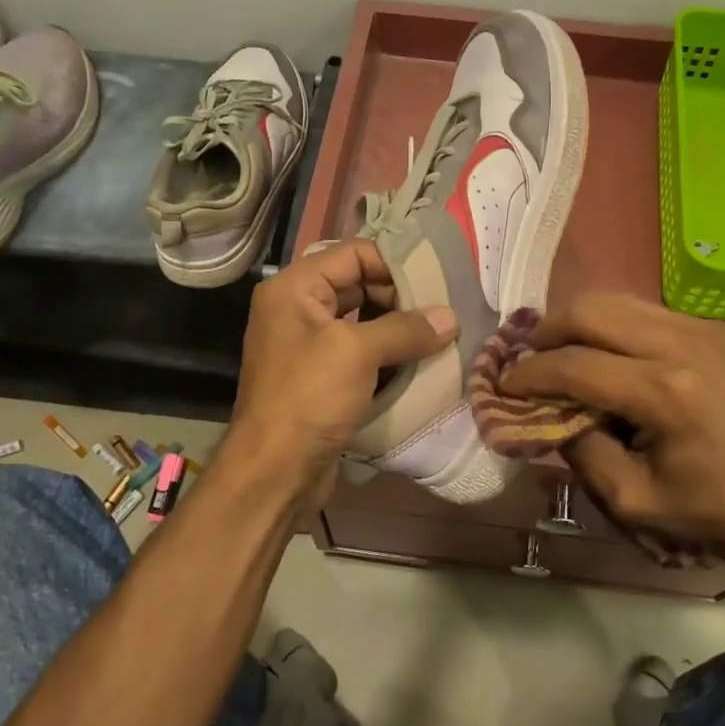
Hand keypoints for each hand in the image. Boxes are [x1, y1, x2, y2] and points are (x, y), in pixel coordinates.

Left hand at [227, 241, 456, 501]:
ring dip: (399, 330)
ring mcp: (309, 347)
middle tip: (443, 313)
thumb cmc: (309, 397)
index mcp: (295, 289)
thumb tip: (450, 318)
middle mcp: (299, 310)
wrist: (274, 471)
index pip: (353, 254)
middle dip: (402, 299)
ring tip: (440, 336)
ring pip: (364, 323)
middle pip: (359, 286)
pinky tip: (421, 364)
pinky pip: (361, 355)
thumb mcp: (357, 353)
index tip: (437, 281)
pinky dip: (389, 357)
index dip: (395, 263)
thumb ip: (405, 329)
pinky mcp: (322, 379)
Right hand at [501, 293, 724, 567]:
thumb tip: (549, 414)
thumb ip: (582, 451)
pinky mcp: (721, 327)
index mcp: (665, 393)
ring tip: (564, 352)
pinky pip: (651, 312)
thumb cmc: (715, 507)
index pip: (574, 365)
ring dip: (581, 323)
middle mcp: (684, 345)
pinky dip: (618, 328)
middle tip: (531, 358)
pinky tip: (616, 358)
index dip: (529, 374)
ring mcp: (707, 328)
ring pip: (620, 300)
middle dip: (548, 330)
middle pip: (592, 309)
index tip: (504, 384)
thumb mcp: (635, 499)